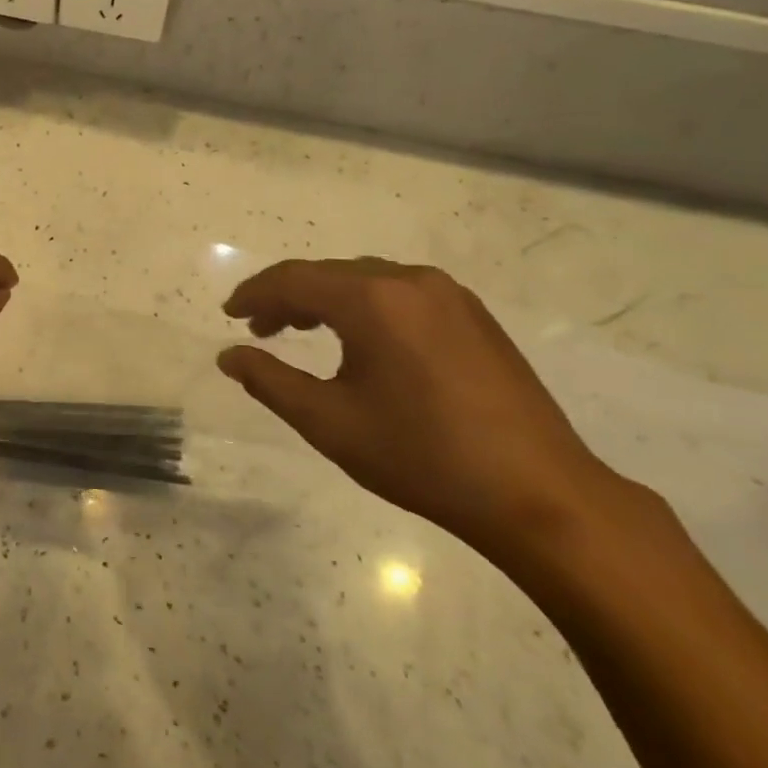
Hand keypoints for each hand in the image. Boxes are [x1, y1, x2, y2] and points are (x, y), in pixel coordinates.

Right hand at [218, 258, 627, 565]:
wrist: (538, 494)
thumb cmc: (421, 457)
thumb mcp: (329, 422)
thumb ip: (269, 381)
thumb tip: (229, 355)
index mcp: (373, 300)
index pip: (294, 280)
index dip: (254, 293)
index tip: (229, 314)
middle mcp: (410, 281)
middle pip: (329, 274)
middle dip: (287, 297)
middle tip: (259, 330)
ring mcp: (449, 295)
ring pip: (366, 279)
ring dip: (326, 299)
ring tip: (301, 331)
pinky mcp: (473, 315)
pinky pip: (400, 293)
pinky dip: (364, 306)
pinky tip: (360, 340)